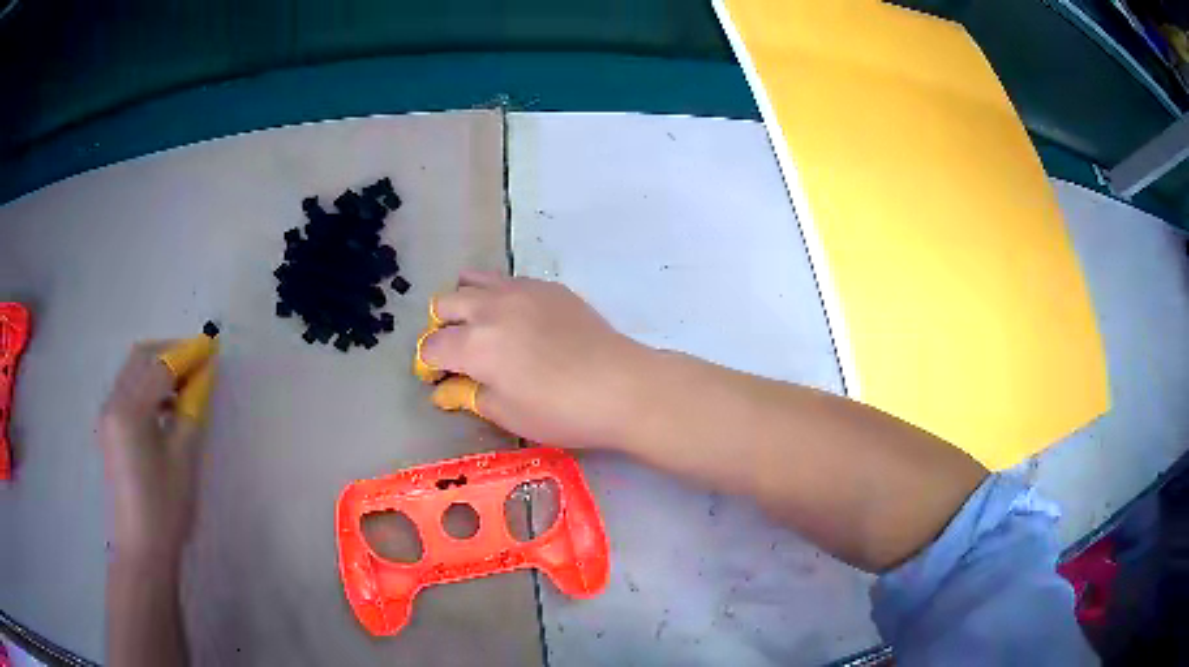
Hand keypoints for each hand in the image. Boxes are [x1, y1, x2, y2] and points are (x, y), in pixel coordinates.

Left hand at [99, 341, 212, 563]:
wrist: (142, 547)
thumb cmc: (165, 506)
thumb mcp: (184, 457)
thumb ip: (191, 410)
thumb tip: (204, 377)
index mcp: (129, 409)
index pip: (160, 367)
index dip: (188, 355)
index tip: (212, 349)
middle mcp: (113, 402)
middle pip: (140, 358)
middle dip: (169, 354)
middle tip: (198, 363)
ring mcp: (108, 415)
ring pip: (133, 372)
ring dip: (158, 369)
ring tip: (185, 387)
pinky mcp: (110, 429)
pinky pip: (128, 391)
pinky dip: (148, 387)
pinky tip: (166, 408)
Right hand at [421, 272, 650, 448]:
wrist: (621, 386)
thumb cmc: (560, 411)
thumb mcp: (507, 413)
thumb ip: (469, 396)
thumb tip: (444, 390)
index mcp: (473, 344)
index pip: (431, 346)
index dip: (428, 364)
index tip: (439, 378)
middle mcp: (489, 308)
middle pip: (444, 304)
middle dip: (440, 328)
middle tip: (457, 352)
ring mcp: (520, 290)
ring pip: (473, 280)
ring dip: (465, 302)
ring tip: (479, 326)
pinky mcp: (548, 286)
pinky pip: (507, 280)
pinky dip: (497, 295)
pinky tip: (516, 319)